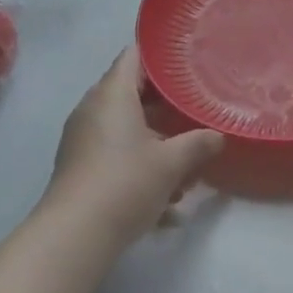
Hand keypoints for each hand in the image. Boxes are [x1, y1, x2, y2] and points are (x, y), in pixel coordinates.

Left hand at [42, 46, 221, 247]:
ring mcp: (82, 138)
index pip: (134, 55)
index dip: (160, 56)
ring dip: (155, 143)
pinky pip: (115, 154)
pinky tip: (165, 203)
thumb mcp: (172, 163)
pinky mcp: (79, 166)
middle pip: (132, 93)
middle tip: (194, 112)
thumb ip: (198, 144)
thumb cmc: (125, 183)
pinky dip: (139, 166)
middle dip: (164, 106)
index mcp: (112, 94)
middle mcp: (93, 108)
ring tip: (186, 170)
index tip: (186, 63)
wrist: (74, 236)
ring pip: (126, 129)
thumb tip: (218, 136)